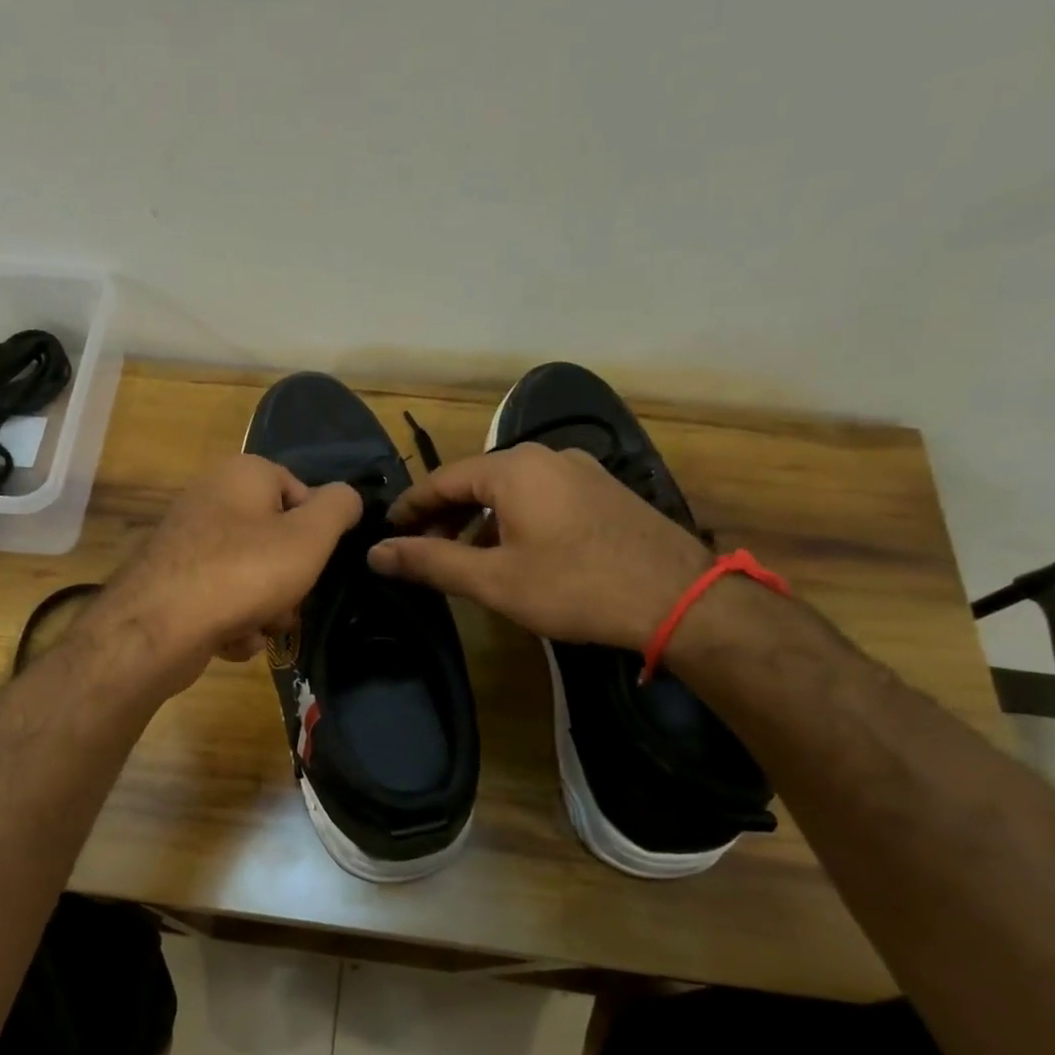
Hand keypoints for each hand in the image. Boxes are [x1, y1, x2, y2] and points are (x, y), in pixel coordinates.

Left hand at [91, 455, 361, 690]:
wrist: (159, 627)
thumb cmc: (245, 571)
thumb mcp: (310, 536)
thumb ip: (339, 508)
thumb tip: (347, 497)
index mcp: (242, 473)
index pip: (300, 491)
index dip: (317, 531)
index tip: (318, 561)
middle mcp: (211, 498)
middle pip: (275, 540)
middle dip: (289, 580)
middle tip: (288, 603)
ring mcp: (187, 542)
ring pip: (251, 576)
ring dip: (265, 609)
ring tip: (258, 627)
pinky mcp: (173, 582)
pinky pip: (221, 599)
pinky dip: (233, 622)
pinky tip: (229, 639)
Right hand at [366, 444, 710, 649]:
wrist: (678, 599)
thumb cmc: (574, 587)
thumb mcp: (493, 580)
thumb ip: (430, 562)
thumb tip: (376, 553)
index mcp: (513, 468)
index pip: (442, 479)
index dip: (409, 507)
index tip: (386, 533)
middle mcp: (546, 456)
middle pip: (476, 480)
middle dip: (443, 514)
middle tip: (420, 549)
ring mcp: (580, 470)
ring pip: (510, 489)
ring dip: (478, 519)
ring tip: (462, 556)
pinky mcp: (603, 490)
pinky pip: (540, 496)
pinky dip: (512, 518)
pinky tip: (512, 551)